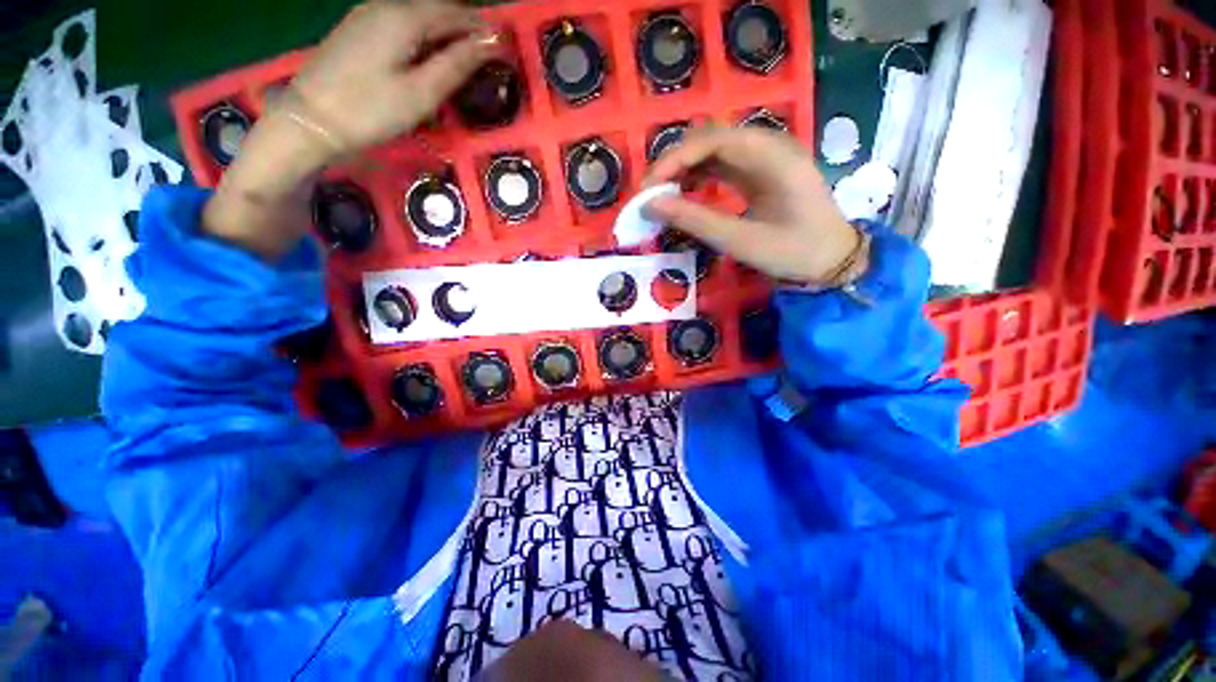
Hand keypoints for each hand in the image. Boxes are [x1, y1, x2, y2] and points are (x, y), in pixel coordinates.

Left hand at [204, 0, 499, 260]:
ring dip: (446, 32)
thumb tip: (490, 43)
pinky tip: (431, 56)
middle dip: (466, 27)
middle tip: (489, 55)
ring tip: (466, 57)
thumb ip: (456, 65)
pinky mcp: (359, 30)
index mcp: (404, 17)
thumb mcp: (421, 93)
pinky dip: (425, 36)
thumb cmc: (370, 110)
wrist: (310, 119)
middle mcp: (386, 5)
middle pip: (437, 8)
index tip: (505, 46)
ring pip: (419, 15)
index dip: (483, 27)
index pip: (456, 12)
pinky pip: (402, 24)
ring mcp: (368, 15)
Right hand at [643, 127, 859, 283]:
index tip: (647, 188)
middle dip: (674, 163)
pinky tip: (683, 192)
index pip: (712, 140)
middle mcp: (768, 145)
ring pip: (714, 150)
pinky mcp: (761, 171)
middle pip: (710, 139)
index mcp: (771, 156)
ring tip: (660, 194)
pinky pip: (722, 165)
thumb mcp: (740, 240)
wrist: (833, 261)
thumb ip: (694, 220)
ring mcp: (766, 157)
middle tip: (649, 193)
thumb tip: (650, 206)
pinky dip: (699, 177)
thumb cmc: (793, 252)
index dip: (673, 160)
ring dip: (684, 169)